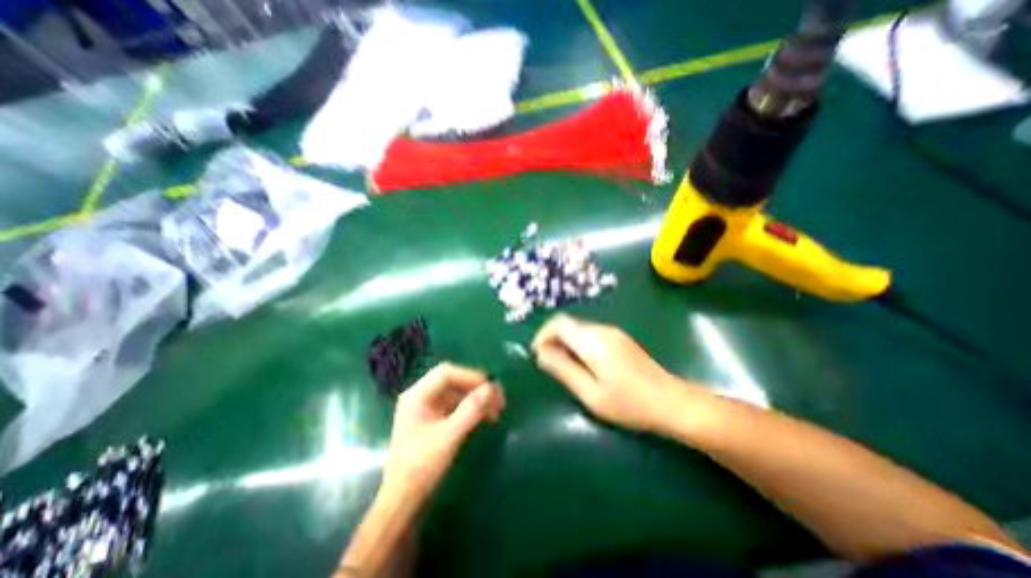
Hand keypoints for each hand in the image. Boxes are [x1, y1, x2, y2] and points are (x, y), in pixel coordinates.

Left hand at [381, 365, 503, 500]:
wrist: (402, 501)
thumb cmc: (421, 467)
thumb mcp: (449, 437)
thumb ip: (470, 410)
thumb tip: (491, 388)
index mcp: (417, 396)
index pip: (446, 373)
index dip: (470, 376)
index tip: (491, 387)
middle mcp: (421, 396)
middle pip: (453, 381)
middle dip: (476, 388)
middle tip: (498, 398)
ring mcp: (427, 407)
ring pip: (457, 393)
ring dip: (477, 398)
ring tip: (496, 410)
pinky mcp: (434, 418)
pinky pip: (456, 405)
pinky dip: (471, 408)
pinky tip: (485, 417)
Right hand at [536, 315, 704, 433]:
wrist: (672, 402)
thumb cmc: (629, 403)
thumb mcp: (590, 393)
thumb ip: (563, 369)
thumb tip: (540, 354)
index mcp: (593, 341)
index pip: (558, 323)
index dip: (542, 335)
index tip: (537, 355)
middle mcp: (602, 330)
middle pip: (567, 324)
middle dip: (552, 340)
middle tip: (549, 365)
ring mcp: (613, 332)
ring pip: (578, 329)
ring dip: (565, 343)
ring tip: (565, 368)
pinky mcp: (619, 338)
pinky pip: (590, 335)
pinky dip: (578, 345)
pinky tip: (584, 366)